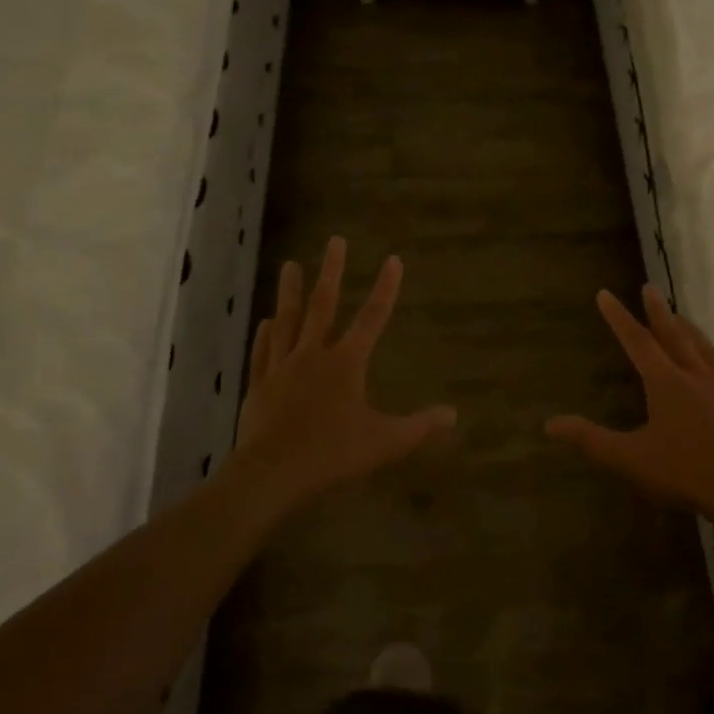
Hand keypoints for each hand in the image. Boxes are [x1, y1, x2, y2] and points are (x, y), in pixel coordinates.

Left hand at [234, 237, 455, 511]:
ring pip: (287, 321)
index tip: (393, 260)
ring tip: (290, 265)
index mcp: (346, 363)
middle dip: (331, 271)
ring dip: (291, 292)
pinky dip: (265, 335)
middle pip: (323, 306)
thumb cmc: (333, 453)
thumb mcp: (386, 441)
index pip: (372, 318)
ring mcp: (282, 368)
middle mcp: (313, 355)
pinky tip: (265, 322)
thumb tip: (453, 415)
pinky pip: (263, 353)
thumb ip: (420, 426)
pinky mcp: (259, 386)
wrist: (272, 473)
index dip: (385, 288)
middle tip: (334, 240)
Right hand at [546, 285, 713, 518]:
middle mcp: (696, 377)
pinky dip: (712, 365)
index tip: (605, 294)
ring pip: (704, 350)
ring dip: (689, 330)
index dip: (619, 318)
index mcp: (666, 384)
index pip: (637, 342)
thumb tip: (549, 424)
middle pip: (675, 335)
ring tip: (682, 318)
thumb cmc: (684, 472)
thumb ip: (591, 440)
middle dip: (658, 311)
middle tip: (650, 287)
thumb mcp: (630, 458)